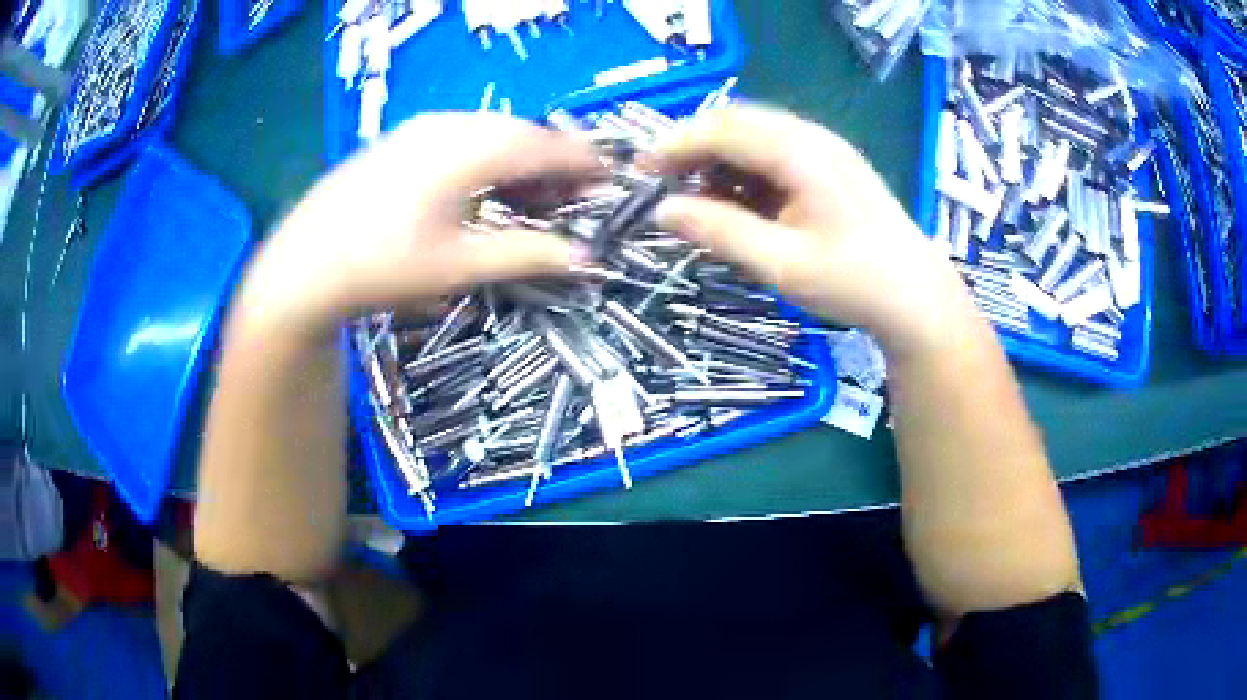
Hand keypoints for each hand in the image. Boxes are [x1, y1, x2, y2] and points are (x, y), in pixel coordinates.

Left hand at [240, 113, 602, 335]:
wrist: (304, 265)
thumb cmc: (383, 266)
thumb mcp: (458, 267)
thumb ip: (526, 255)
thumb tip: (585, 258)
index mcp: (469, 149)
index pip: (545, 145)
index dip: (583, 162)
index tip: (610, 179)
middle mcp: (449, 124)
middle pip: (520, 133)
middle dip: (553, 161)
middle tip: (572, 196)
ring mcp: (420, 128)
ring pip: (490, 132)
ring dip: (520, 159)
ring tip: (533, 195)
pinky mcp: (401, 139)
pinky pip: (462, 136)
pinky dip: (487, 157)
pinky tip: (484, 186)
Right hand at [654, 106, 966, 354]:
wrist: (916, 296)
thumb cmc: (853, 282)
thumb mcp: (781, 264)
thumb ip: (720, 231)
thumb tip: (662, 211)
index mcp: (800, 153)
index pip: (722, 129)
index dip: (675, 145)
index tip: (641, 174)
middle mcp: (811, 137)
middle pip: (735, 123)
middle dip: (693, 148)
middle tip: (663, 187)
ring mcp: (823, 147)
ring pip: (753, 135)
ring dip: (719, 160)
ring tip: (700, 201)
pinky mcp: (829, 164)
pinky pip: (774, 152)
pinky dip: (745, 171)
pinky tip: (740, 203)